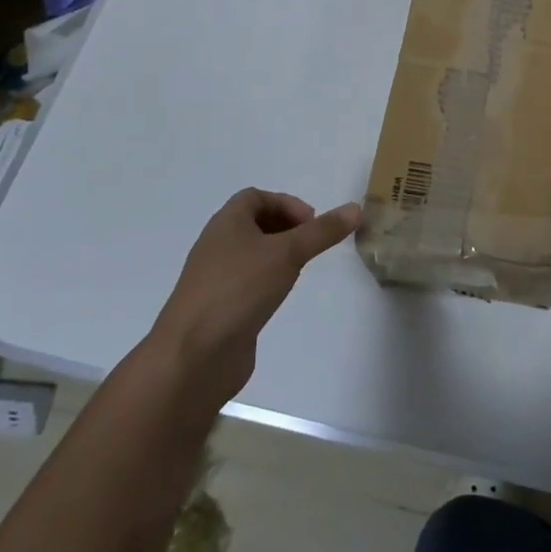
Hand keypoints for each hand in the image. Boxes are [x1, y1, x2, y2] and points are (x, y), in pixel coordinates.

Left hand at [147, 189, 360, 410]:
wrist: (193, 354)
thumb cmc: (239, 289)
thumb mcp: (287, 253)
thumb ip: (322, 232)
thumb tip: (357, 208)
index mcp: (226, 223)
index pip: (256, 197)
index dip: (287, 203)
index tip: (312, 224)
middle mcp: (217, 245)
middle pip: (253, 223)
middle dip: (285, 228)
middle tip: (311, 244)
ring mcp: (215, 278)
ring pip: (251, 254)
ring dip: (277, 255)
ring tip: (300, 270)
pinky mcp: (218, 307)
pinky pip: (246, 282)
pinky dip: (266, 281)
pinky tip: (279, 297)